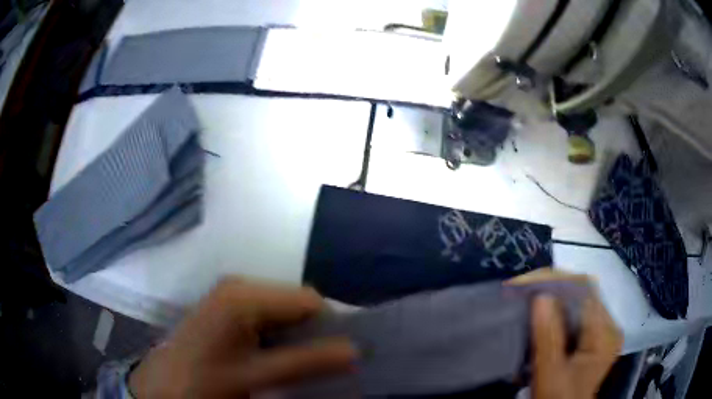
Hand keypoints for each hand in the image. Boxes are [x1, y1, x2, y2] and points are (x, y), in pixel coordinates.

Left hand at [128, 279, 355, 397]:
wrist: (165, 385)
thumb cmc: (206, 379)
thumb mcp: (257, 376)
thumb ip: (306, 362)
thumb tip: (356, 351)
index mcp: (245, 294)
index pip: (309, 300)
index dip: (330, 326)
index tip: (339, 356)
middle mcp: (241, 285)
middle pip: (296, 303)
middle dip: (313, 332)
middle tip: (318, 363)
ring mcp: (232, 294)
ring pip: (284, 310)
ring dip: (298, 335)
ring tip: (296, 362)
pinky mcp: (228, 306)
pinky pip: (268, 315)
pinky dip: (281, 335)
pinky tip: (274, 355)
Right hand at [510, 269, 622, 398]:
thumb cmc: (557, 398)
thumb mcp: (550, 373)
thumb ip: (548, 336)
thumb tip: (539, 295)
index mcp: (606, 334)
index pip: (586, 291)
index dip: (558, 281)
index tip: (527, 282)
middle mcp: (609, 326)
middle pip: (583, 294)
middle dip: (552, 288)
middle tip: (522, 290)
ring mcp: (602, 331)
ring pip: (578, 303)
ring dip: (553, 299)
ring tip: (527, 298)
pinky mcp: (593, 338)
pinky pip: (575, 315)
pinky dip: (556, 312)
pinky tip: (540, 315)